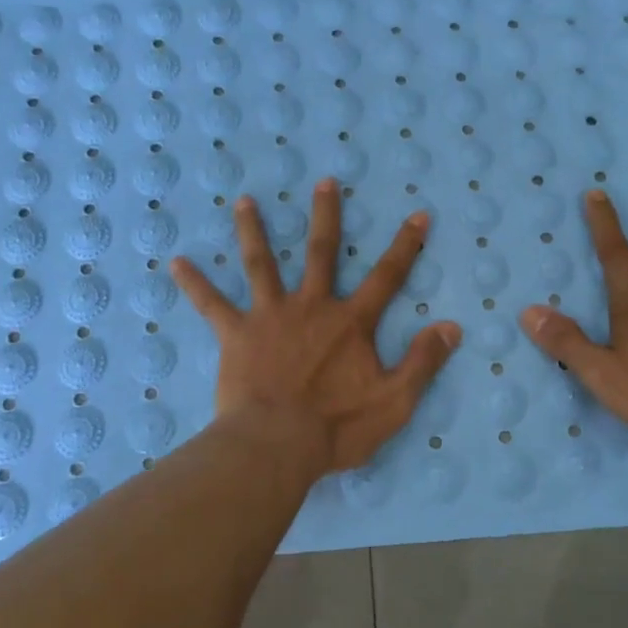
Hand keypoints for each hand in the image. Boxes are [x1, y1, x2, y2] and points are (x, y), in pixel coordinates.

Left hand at [171, 178, 462, 474]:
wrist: (276, 445)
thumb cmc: (337, 427)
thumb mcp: (394, 401)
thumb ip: (423, 362)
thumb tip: (453, 327)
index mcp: (350, 322)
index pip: (387, 276)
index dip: (406, 245)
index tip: (418, 213)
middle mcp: (311, 307)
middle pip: (321, 252)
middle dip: (325, 216)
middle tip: (323, 182)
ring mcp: (270, 316)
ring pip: (261, 264)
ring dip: (253, 231)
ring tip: (244, 201)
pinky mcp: (236, 335)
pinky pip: (211, 305)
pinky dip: (194, 284)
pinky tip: (175, 263)